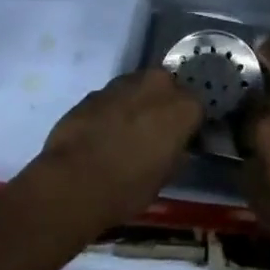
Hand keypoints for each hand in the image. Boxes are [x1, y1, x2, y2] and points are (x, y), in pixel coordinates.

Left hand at [32, 67, 204, 235]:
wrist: (73, 182)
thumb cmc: (128, 187)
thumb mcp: (164, 178)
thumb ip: (175, 153)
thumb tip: (175, 146)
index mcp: (183, 106)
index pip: (196, 109)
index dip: (187, 126)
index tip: (179, 142)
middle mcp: (158, 84)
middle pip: (167, 88)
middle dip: (162, 106)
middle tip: (153, 133)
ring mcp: (124, 82)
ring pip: (139, 88)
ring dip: (137, 104)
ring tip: (124, 133)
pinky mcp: (96, 89)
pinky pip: (113, 97)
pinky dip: (112, 110)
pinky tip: (102, 134)